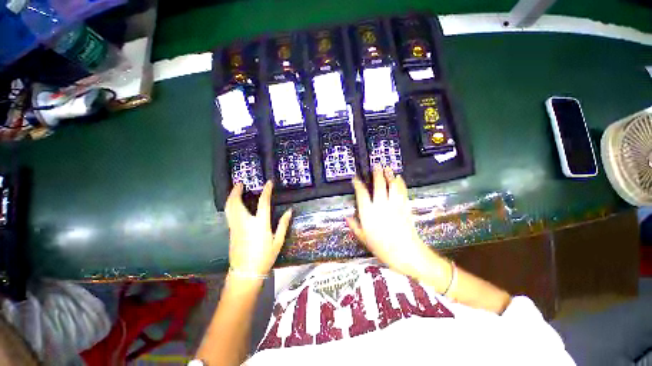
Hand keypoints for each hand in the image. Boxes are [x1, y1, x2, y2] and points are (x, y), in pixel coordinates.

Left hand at [225, 181, 291, 275]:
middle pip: (236, 202)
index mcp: (260, 224)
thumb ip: (283, 224)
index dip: (266, 191)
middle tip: (240, 183)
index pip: (263, 202)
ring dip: (231, 196)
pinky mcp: (231, 232)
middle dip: (237, 191)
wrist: (246, 273)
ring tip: (235, 190)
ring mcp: (235, 227)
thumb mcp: (278, 241)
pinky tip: (234, 204)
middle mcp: (245, 223)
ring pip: (229, 208)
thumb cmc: (265, 257)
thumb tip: (289, 211)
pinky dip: (230, 205)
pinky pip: (229, 214)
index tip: (268, 182)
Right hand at [346, 166, 443, 280]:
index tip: (355, 178)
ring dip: (389, 175)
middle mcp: (380, 205)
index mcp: (368, 213)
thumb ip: (354, 226)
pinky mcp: (405, 206)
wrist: (406, 253)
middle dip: (377, 173)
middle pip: (378, 185)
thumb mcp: (364, 238)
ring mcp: (394, 205)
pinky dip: (400, 183)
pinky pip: (402, 191)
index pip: (361, 194)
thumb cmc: (382, 247)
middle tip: (376, 165)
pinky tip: (399, 178)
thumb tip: (346, 216)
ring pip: (391, 185)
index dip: (358, 184)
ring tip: (387, 167)